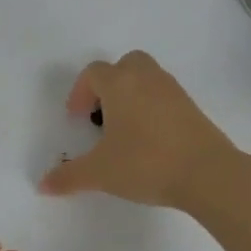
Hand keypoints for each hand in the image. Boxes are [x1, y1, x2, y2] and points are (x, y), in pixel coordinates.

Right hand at [38, 51, 238, 208]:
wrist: (208, 173)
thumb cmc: (146, 163)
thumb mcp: (100, 173)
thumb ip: (69, 177)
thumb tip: (43, 185)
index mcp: (120, 85)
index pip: (94, 72)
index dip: (80, 92)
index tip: (77, 118)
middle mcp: (147, 79)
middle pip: (125, 65)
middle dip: (109, 84)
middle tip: (101, 114)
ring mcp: (174, 91)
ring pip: (147, 78)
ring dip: (131, 94)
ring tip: (123, 129)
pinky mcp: (193, 108)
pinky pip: (164, 96)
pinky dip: (151, 107)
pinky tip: (148, 139)